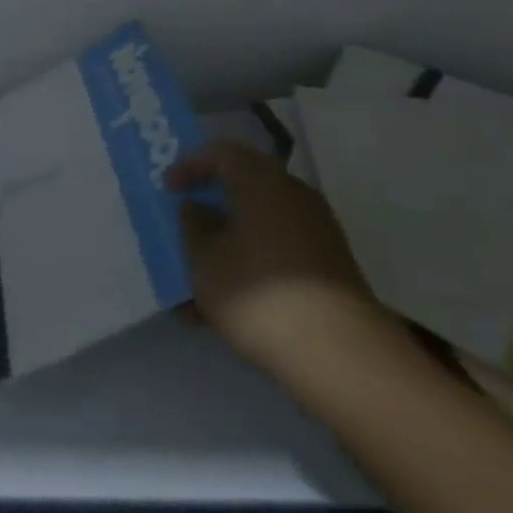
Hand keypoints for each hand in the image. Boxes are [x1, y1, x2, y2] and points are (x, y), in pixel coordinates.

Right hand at [167, 142, 395, 391]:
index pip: (221, 153)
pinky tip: (234, 300)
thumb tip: (197, 208)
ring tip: (203, 273)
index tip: (168, 189)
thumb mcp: (206, 262)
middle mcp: (294, 195)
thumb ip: (193, 227)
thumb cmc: (261, 297)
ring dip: (230, 238)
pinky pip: (280, 247)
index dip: (190, 165)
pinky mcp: (329, 266)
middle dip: (212, 203)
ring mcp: (318, 230)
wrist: (343, 358)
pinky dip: (253, 260)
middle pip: (245, 184)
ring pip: (262, 220)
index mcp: (263, 181)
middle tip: (186, 220)